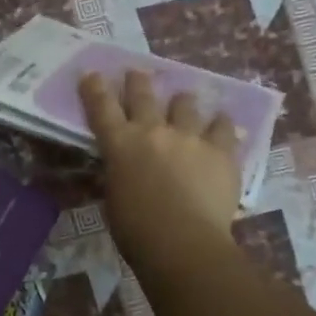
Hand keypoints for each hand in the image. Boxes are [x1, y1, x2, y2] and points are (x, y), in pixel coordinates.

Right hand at [79, 71, 241, 276]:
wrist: (183, 243)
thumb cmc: (137, 230)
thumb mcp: (113, 198)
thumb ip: (118, 175)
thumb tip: (121, 168)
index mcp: (120, 145)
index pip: (101, 108)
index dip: (95, 88)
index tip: (92, 73)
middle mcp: (153, 131)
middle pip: (144, 95)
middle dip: (138, 81)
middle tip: (137, 72)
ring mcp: (190, 137)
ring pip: (186, 104)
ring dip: (182, 101)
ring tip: (185, 100)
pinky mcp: (221, 151)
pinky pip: (223, 127)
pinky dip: (221, 124)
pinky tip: (222, 123)